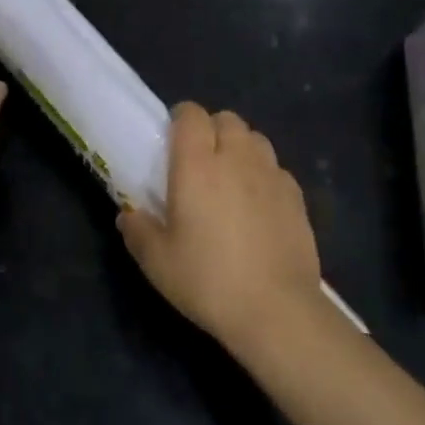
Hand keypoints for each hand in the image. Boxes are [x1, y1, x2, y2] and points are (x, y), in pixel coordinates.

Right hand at [117, 103, 324, 349]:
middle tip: (200, 161)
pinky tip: (258, 203)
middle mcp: (236, 158)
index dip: (181, 118)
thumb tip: (127, 216)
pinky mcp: (296, 196)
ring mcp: (271, 174)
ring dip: (240, 147)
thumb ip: (138, 232)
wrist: (276, 310)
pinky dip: (264, 174)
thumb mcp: (157, 262)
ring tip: (231, 177)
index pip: (191, 114)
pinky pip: (277, 168)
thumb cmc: (208, 280)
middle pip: (227, 119)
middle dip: (212, 129)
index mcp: (197, 164)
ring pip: (255, 138)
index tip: (172, 139)